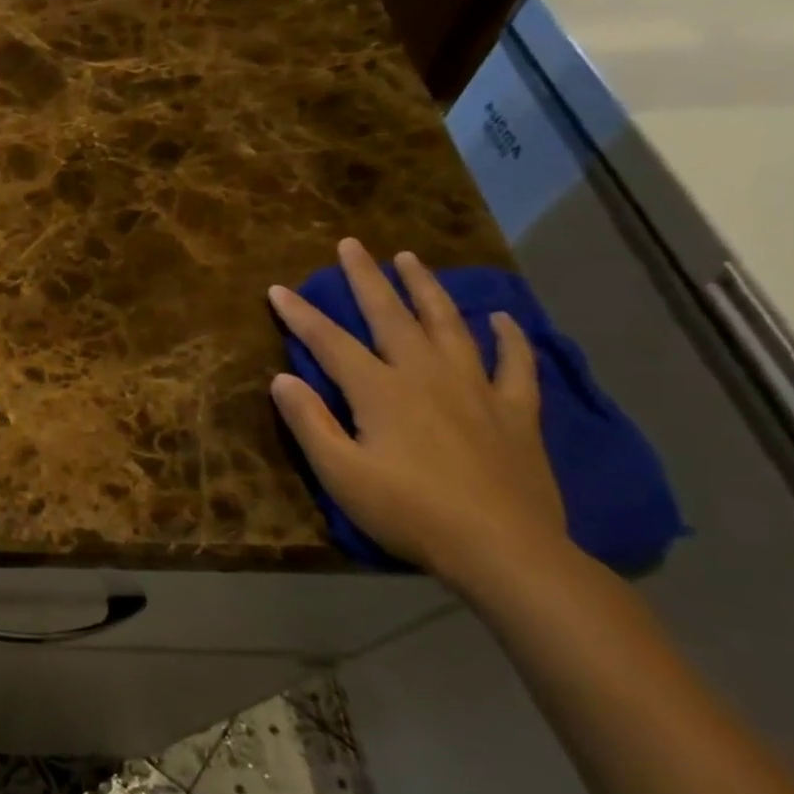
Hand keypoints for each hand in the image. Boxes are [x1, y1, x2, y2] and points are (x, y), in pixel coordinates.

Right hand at [268, 238, 568, 580]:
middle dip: (366, 278)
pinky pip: (514, 362)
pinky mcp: (515, 410)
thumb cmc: (409, 512)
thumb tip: (282, 378)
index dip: (300, 314)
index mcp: (380, 391)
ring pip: (449, 324)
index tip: (278, 289)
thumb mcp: (341, 474)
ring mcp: (476, 388)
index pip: (329, 342)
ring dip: (426, 289)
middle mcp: (426, 375)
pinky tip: (499, 318)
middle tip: (352, 244)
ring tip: (411, 259)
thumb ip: (309, 422)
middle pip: (391, 316)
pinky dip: (507, 336)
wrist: (503, 548)